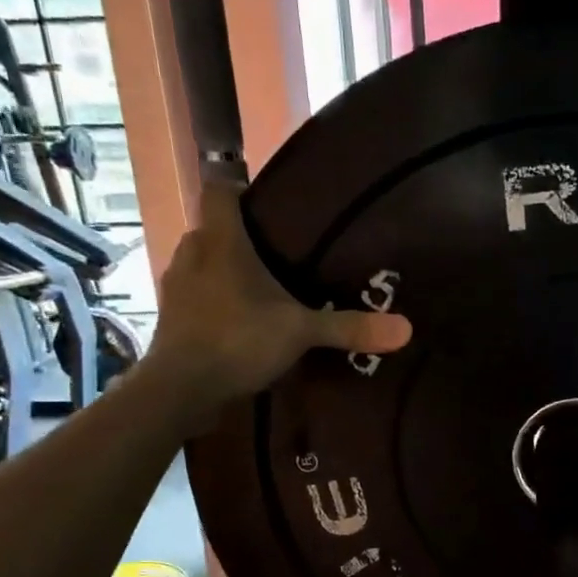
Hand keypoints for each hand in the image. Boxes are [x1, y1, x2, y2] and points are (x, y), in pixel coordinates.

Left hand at [145, 178, 411, 412]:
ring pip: (202, 263)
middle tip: (278, 252)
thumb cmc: (237, 341)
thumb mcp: (300, 332)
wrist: (180, 390)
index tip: (266, 201)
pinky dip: (215, 301)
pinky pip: (196, 295)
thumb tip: (406, 328)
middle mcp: (192, 254)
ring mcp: (176, 287)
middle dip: (240, 236)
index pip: (219, 190)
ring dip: (224, 270)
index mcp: (221, 242)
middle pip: (213, 228)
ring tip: (261, 288)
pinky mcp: (172, 318)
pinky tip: (239, 321)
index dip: (238, 186)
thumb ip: (349, 327)